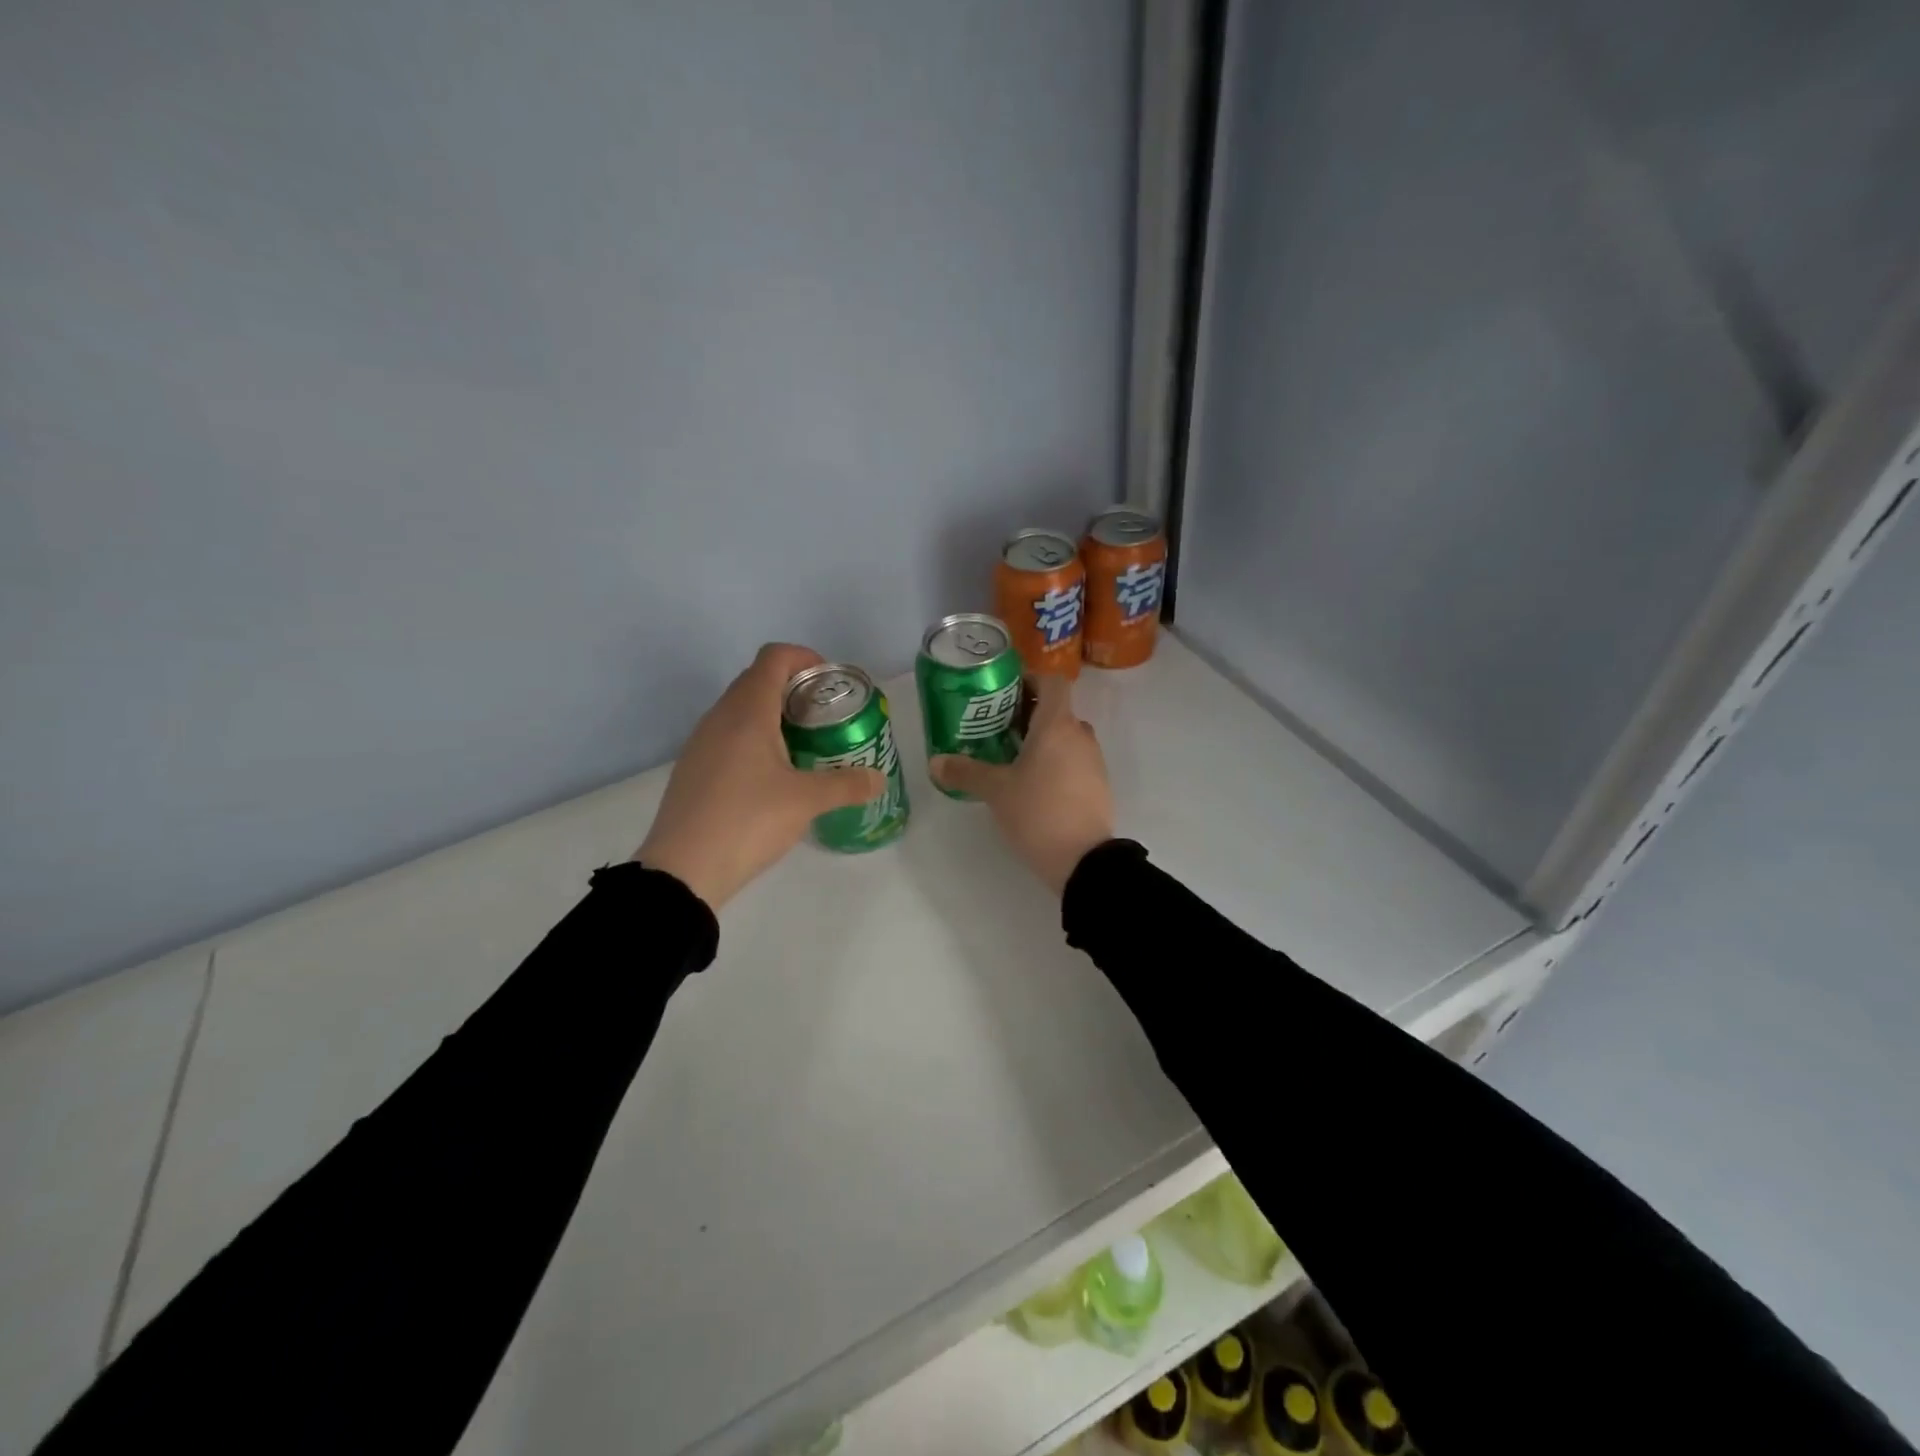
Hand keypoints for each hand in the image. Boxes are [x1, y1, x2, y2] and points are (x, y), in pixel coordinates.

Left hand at [635, 644, 887, 908]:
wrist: (682, 870)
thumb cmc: (748, 821)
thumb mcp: (806, 802)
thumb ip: (847, 785)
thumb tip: (878, 779)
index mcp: (747, 711)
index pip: (774, 657)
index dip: (805, 658)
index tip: (830, 683)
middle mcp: (720, 717)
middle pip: (758, 680)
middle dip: (794, 689)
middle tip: (825, 717)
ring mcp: (701, 743)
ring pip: (741, 710)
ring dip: (773, 715)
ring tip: (803, 746)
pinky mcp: (693, 768)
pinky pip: (728, 736)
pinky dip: (754, 740)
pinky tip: (772, 776)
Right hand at [930, 674, 1114, 895]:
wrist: (1084, 860)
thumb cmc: (1039, 812)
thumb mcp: (996, 791)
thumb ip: (965, 772)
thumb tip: (934, 762)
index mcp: (1058, 725)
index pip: (1053, 682)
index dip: (1031, 680)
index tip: (1006, 694)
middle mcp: (1080, 735)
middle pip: (1057, 710)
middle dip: (1028, 714)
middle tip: (997, 728)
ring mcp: (1094, 761)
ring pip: (1066, 737)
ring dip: (1042, 740)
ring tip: (1010, 758)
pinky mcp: (1098, 785)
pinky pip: (1074, 760)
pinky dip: (1055, 761)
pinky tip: (1032, 784)